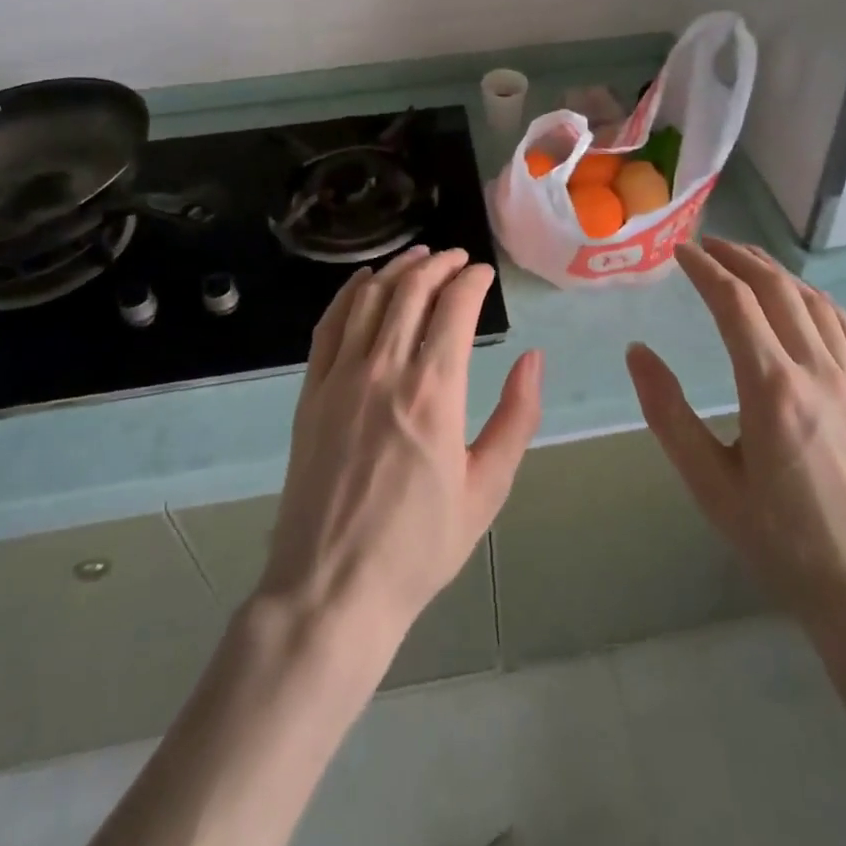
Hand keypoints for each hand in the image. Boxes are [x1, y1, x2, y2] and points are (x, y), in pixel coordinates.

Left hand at [258, 246, 543, 656]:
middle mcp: (385, 369)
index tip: (485, 274)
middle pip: (412, 290)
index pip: (455, 307)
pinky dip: (349, 293)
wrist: (332, 588)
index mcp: (434, 392)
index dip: (473, 280)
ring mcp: (341, 377)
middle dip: (440, 264)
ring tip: (419, 257)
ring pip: (370, 298)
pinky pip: (329, 324)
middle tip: (458, 259)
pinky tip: (364, 281)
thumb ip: (516, 417)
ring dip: (398, 269)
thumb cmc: (419, 545)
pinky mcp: (311, 391)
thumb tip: (534, 358)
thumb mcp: (487, 489)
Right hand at [626, 238, 845, 669]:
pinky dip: (821, 302)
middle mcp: (818, 372)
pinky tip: (808, 300)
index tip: (681, 251)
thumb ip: (668, 414)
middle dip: (739, 259)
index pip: (734, 303)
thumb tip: (637, 352)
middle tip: (709, 245)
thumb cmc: (784, 544)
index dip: (705, 269)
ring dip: (778, 273)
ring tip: (749, 261)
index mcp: (772, 389)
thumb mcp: (710, 485)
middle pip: (777, 290)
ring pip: (816, 304)